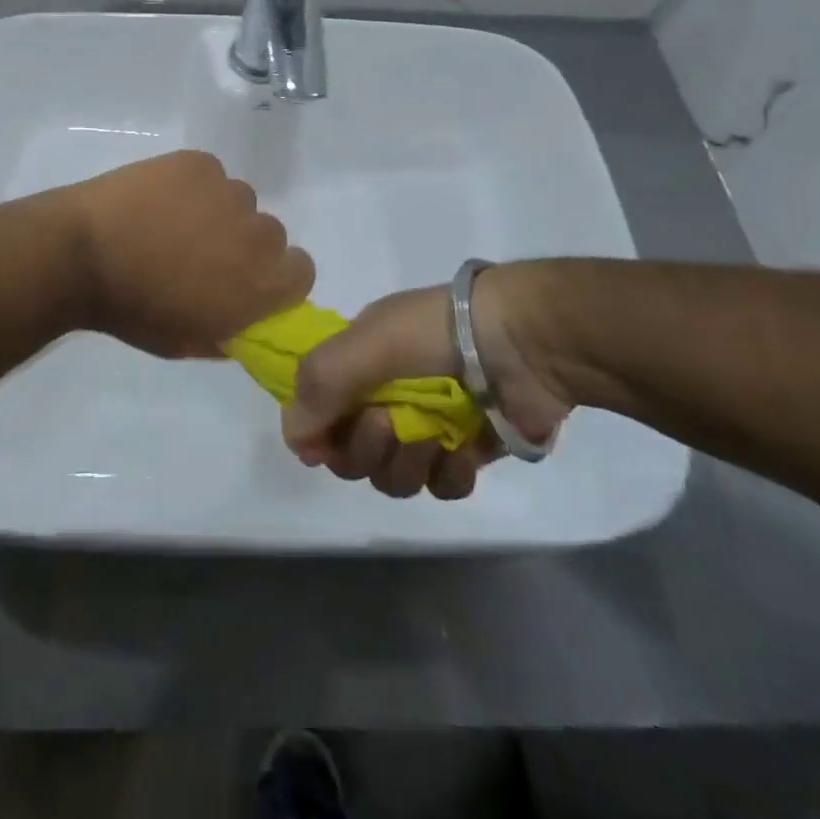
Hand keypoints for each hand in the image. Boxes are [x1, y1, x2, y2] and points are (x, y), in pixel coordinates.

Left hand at [64, 151, 314, 358]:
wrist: (81, 254)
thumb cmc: (133, 310)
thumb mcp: (188, 343)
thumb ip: (230, 332)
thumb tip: (246, 322)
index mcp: (262, 283)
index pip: (301, 271)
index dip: (277, 277)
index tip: (245, 282)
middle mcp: (258, 233)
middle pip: (270, 234)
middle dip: (244, 244)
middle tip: (201, 252)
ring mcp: (228, 192)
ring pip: (238, 200)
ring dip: (218, 212)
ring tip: (171, 222)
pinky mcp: (199, 163)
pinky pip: (209, 174)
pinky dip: (192, 185)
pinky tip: (157, 199)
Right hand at [282, 270, 573, 499]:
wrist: (525, 341)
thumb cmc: (437, 332)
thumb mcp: (367, 342)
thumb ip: (321, 384)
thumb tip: (294, 438)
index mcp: (358, 363)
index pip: (321, 413)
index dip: (319, 434)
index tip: (324, 442)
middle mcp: (386, 396)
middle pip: (352, 454)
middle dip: (364, 448)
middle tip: (386, 424)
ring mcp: (427, 426)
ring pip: (393, 476)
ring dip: (407, 462)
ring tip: (433, 437)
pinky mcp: (466, 452)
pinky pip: (440, 485)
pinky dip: (448, 472)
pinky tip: (463, 450)